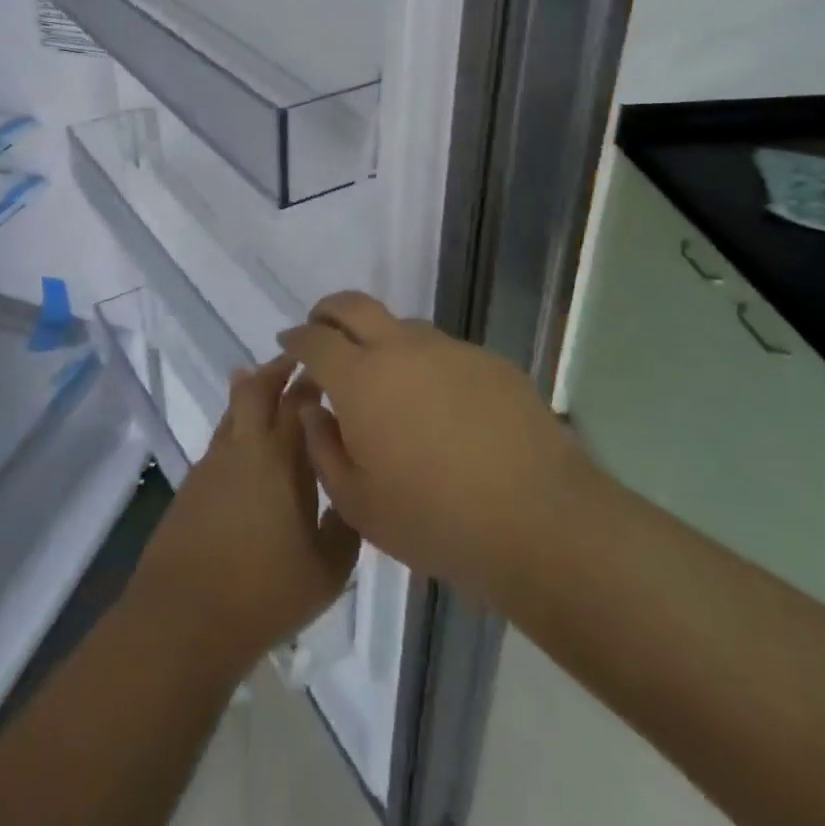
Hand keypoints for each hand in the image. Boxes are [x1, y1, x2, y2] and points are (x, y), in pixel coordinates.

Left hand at [123, 355, 360, 677]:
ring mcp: (213, 462)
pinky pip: (221, 438)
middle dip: (278, 369)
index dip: (314, 381)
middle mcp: (245, 446)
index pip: (300, 402)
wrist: (184, 616)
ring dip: (252, 392)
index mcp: (281, 457)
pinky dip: (237, 426)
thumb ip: (346, 524)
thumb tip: (351, 494)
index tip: (330, 371)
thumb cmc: (264, 592)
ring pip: (234, 409)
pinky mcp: (193, 482)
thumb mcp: (327, 569)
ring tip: (267, 385)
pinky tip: (248, 447)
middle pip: (257, 388)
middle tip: (297, 361)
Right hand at [282, 291, 594, 607]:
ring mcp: (449, 350)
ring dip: (381, 340)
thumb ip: (323, 447)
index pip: (314, 340)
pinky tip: (442, 407)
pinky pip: (444, 352)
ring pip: (402, 327)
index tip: (287, 343)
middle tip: (321, 328)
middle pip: (353, 305)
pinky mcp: (488, 361)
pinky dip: (427, 366)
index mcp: (361, 379)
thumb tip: (313, 408)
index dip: (295, 338)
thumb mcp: (358, 503)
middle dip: (328, 311)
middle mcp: (401, 349)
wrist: (537, 519)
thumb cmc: (434, 520)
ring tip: (386, 380)